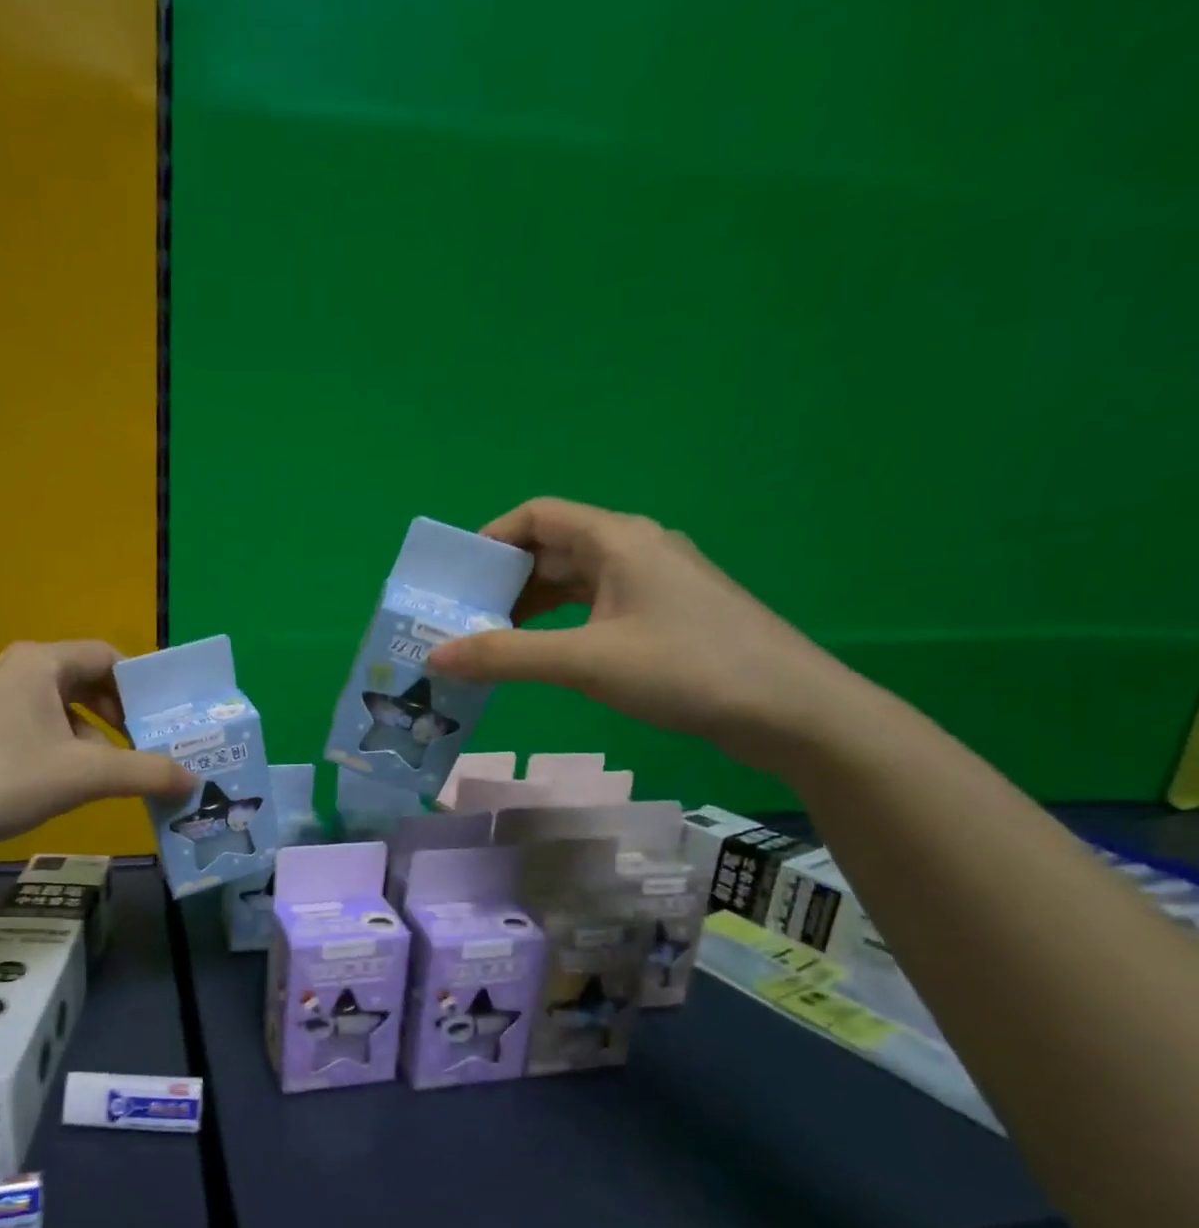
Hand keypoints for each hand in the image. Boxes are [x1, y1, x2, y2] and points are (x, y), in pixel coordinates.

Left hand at [0, 640, 196, 854]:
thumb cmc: (1, 780)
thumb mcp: (84, 775)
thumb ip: (146, 773)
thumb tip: (194, 781)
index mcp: (38, 662)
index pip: (106, 655)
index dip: (141, 686)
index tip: (164, 720)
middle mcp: (11, 670)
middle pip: (82, 681)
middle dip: (119, 716)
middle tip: (147, 748)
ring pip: (56, 710)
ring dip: (91, 738)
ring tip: (115, 775)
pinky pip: (30, 730)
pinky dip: (59, 751)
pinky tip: (67, 787)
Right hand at [428, 498, 858, 767]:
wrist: (792, 711)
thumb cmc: (687, 669)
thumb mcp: (587, 662)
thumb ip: (506, 656)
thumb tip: (435, 655)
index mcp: (617, 539)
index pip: (537, 516)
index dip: (490, 539)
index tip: (456, 580)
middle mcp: (634, 549)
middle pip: (551, 549)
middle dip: (502, 581)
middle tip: (461, 620)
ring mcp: (652, 583)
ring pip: (573, 582)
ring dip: (528, 607)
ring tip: (490, 642)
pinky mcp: (663, 616)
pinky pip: (594, 607)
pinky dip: (558, 624)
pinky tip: (541, 654)